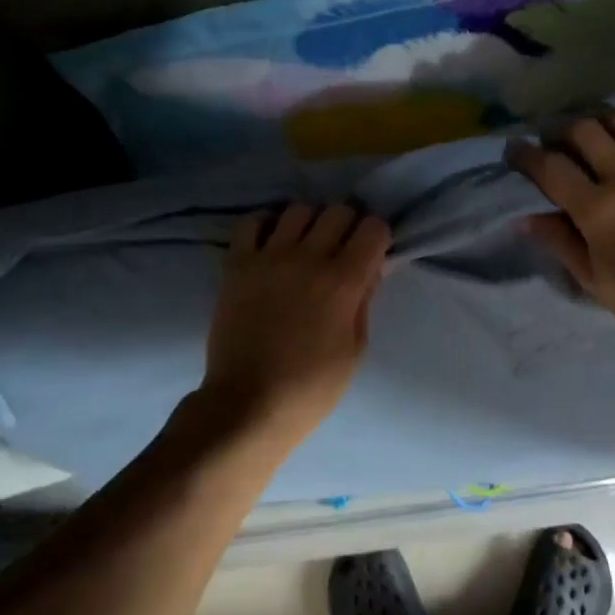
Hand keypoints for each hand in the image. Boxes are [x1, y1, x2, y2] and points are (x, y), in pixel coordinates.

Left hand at [204, 203, 391, 439]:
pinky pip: (252, 222)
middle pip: (338, 210)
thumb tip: (369, 269)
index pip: (373, 228)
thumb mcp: (355, 349)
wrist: (248, 404)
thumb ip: (364, 301)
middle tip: (342, 246)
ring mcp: (270, 257)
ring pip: (299, 210)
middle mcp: (309, 257)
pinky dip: (266, 224)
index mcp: (344, 281)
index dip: (377, 236)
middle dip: (347, 224)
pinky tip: (272, 240)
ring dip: (310, 222)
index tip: (371, 252)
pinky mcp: (238, 264)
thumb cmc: (312, 387)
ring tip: (305, 244)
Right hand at [507, 81, 614, 359]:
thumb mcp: (593, 281)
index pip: (550, 168)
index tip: (515, 148)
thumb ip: (560, 243)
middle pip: (584, 132)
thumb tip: (525, 218)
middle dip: (563, 129)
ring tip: (598, 124)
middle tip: (558, 138)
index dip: (526, 154)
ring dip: (604, 116)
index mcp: (595, 209)